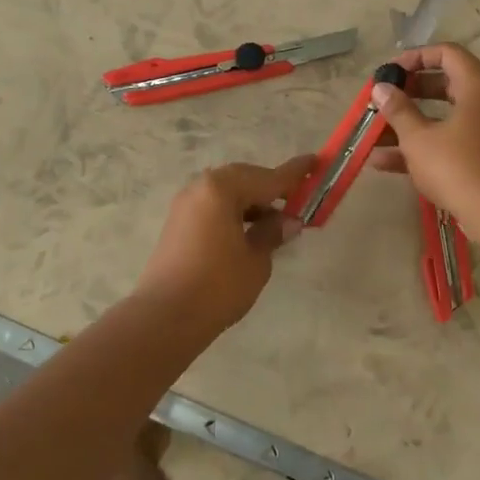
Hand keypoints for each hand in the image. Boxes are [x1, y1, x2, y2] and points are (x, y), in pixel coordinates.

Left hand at [132, 157, 313, 331]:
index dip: (294, 173)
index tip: (315, 161)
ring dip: (252, 202)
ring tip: (275, 222)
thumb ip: (272, 233)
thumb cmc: (218, 285)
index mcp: (222, 188)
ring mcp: (186, 204)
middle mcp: (201, 187)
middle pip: (245, 180)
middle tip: (297, 200)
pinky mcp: (178, 222)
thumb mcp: (256, 259)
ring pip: (228, 193)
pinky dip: (234, 212)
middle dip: (271, 189)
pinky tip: (248, 231)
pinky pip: (214, 206)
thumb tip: (288, 221)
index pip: (268, 177)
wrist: (165, 317)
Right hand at [369, 44, 479, 226]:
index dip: (416, 57)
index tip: (391, 72)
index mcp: (478, 86)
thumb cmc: (457, 166)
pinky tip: (386, 163)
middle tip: (385, 99)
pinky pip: (452, 141)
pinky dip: (425, 146)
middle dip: (411, 92)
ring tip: (375, 134)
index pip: (448, 53)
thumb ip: (398, 110)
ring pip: (446, 117)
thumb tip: (381, 88)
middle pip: (447, 84)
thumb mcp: (418, 137)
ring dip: (411, 123)